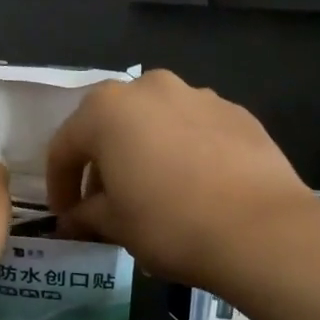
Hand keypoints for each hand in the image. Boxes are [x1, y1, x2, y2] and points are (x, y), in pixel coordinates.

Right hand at [46, 70, 319, 296]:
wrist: (260, 230)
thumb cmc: (169, 224)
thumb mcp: (115, 225)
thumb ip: (86, 215)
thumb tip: (74, 220)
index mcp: (106, 110)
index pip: (64, 147)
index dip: (59, 185)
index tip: (65, 216)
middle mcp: (149, 88)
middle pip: (110, 125)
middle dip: (100, 163)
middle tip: (104, 203)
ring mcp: (198, 95)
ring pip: (153, 123)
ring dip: (142, 152)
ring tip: (150, 192)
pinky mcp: (237, 113)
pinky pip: (192, 129)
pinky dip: (181, 151)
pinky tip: (192, 186)